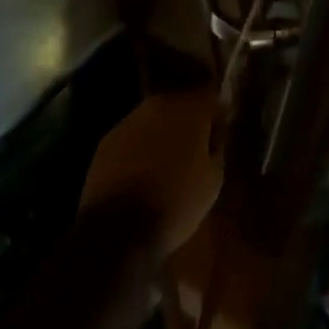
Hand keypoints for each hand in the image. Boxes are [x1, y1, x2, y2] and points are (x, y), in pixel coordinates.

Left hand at [79, 89, 223, 257]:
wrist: (118, 229)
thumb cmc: (175, 204)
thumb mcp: (212, 182)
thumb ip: (216, 150)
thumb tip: (213, 138)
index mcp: (189, 111)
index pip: (211, 99)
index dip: (218, 115)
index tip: (221, 134)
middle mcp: (159, 105)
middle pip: (180, 105)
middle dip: (189, 123)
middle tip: (195, 149)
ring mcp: (130, 120)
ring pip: (154, 119)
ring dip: (163, 133)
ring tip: (167, 162)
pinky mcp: (107, 139)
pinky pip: (133, 136)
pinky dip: (140, 147)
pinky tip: (142, 172)